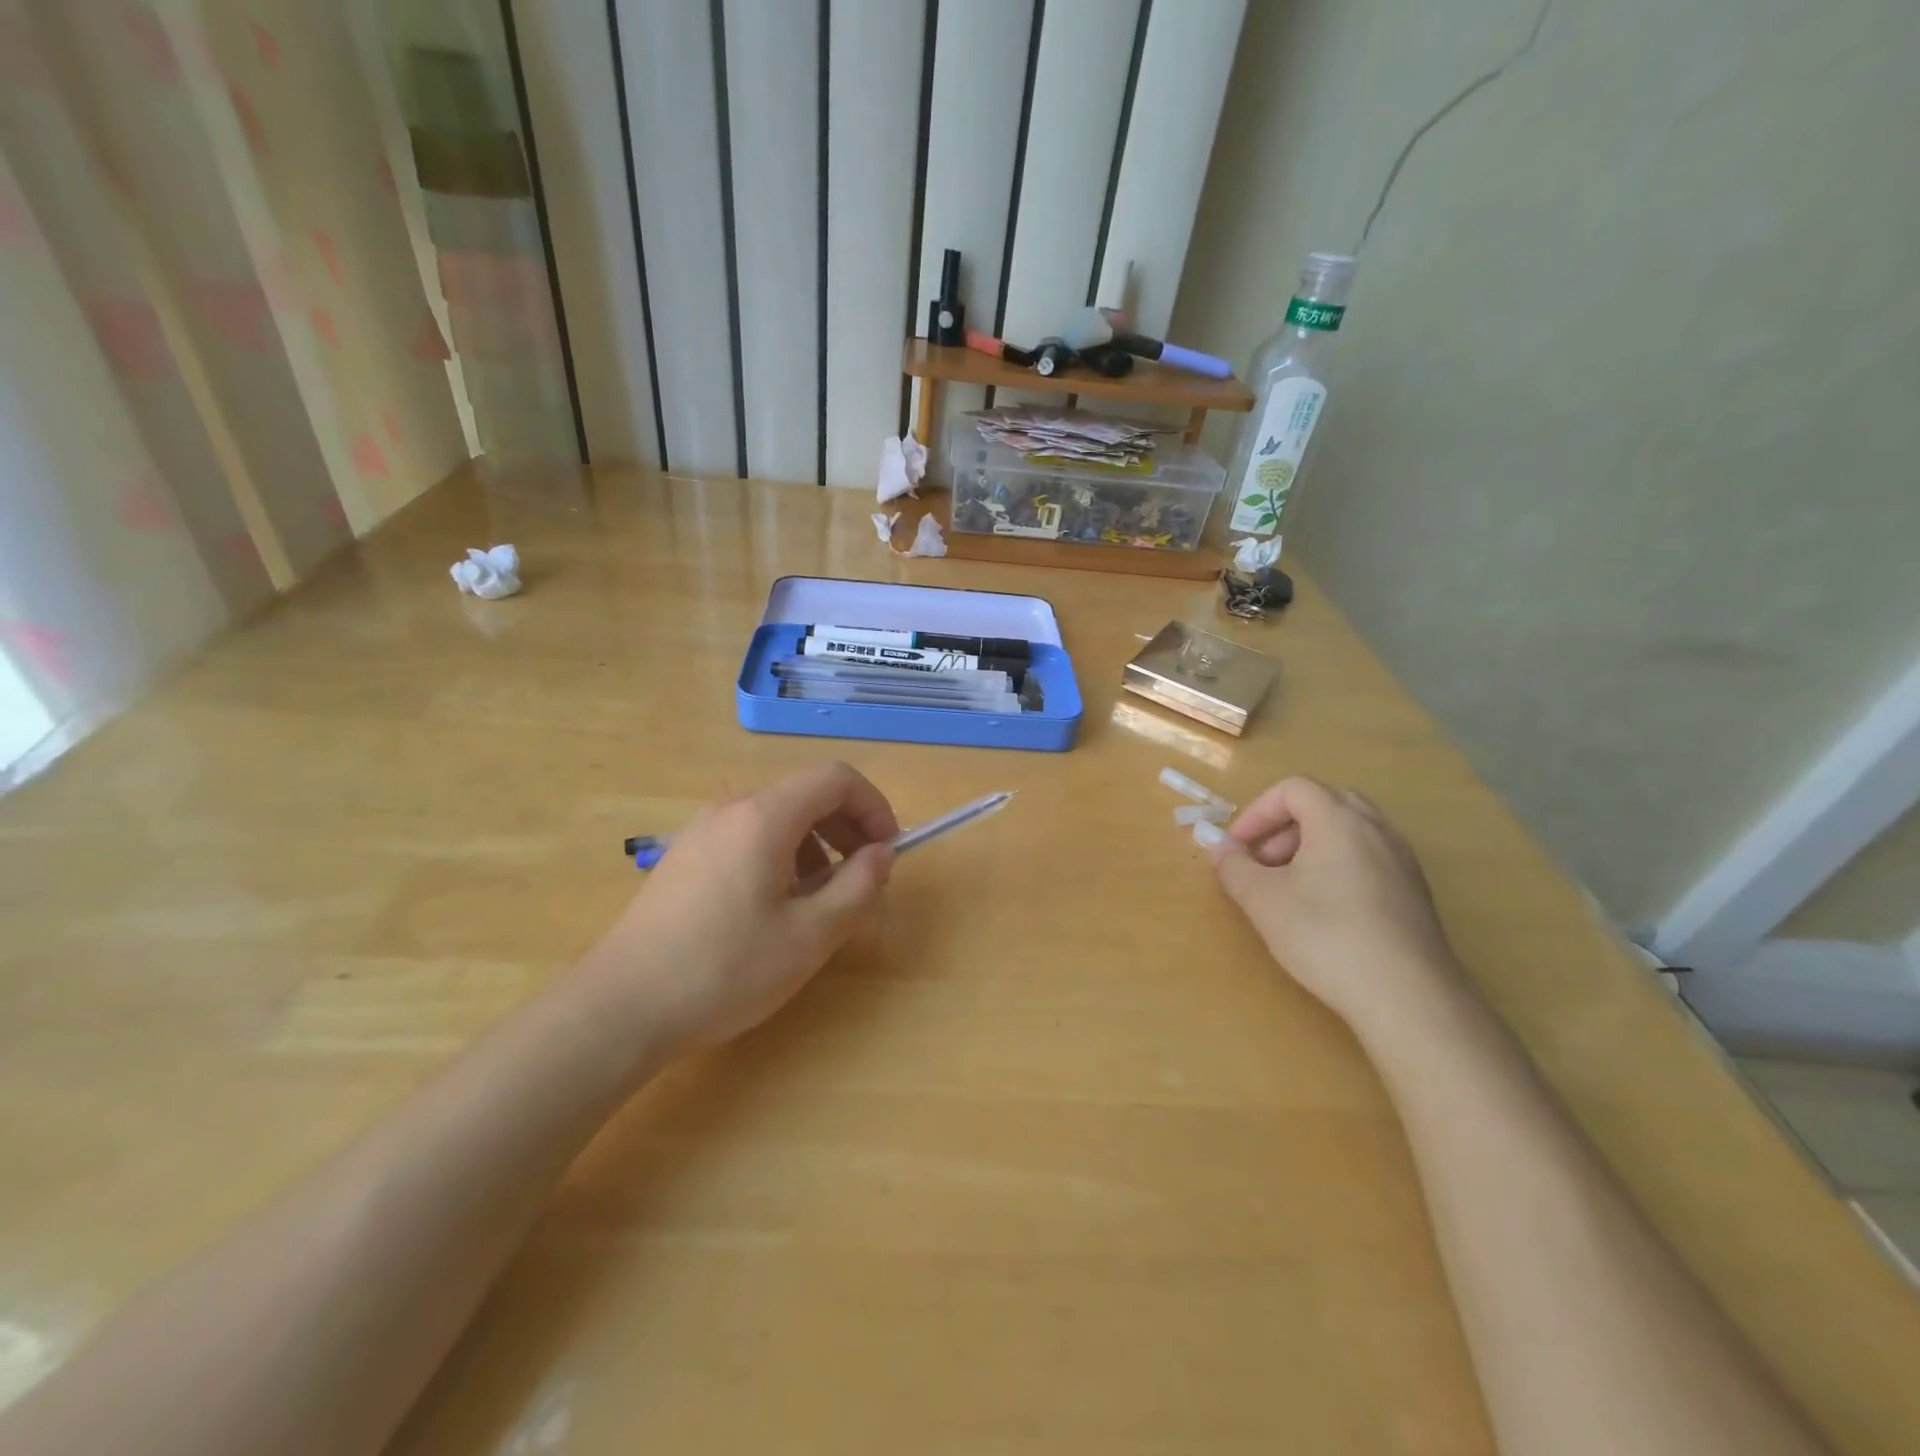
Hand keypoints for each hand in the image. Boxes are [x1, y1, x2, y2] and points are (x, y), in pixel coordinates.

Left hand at [583, 762, 898, 1059]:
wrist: (620, 1007)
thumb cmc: (725, 970)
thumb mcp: (810, 936)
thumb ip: (858, 886)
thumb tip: (881, 853)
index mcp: (765, 817)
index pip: (836, 778)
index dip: (874, 807)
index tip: (887, 853)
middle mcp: (731, 808)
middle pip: (807, 794)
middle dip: (848, 828)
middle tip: (861, 881)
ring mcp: (702, 830)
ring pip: (778, 817)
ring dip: (815, 845)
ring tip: (819, 901)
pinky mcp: (684, 855)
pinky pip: (748, 836)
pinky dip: (781, 855)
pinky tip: (773, 908)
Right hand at [1210, 777, 1464, 1034]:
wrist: (1407, 997)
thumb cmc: (1326, 936)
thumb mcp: (1263, 901)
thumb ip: (1234, 867)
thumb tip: (1221, 848)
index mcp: (1339, 819)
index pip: (1293, 789)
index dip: (1257, 812)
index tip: (1237, 847)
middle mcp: (1377, 829)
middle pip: (1324, 803)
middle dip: (1284, 826)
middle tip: (1263, 861)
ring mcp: (1402, 860)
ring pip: (1349, 831)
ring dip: (1310, 846)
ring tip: (1289, 887)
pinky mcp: (1414, 892)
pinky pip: (1368, 858)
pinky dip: (1338, 866)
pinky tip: (1325, 910)